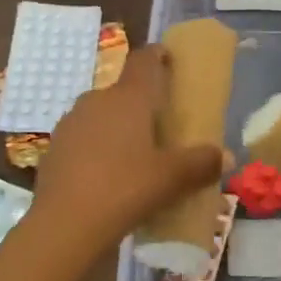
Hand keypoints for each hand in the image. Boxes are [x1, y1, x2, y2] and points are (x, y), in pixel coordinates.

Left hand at [25, 46, 225, 264]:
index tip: (169, 59)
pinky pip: (83, 139)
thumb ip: (200, 164)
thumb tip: (225, 156)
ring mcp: (71, 123)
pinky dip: (97, 149)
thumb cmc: (125, 189)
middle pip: (123, 91)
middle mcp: (97, 100)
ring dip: (117, 127)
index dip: (157, 55)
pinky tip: (107, 176)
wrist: (64, 225)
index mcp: (128, 97)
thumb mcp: (171, 179)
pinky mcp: (54, 148)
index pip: (144, 59)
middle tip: (161, 125)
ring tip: (135, 155)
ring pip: (101, 115)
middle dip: (141, 103)